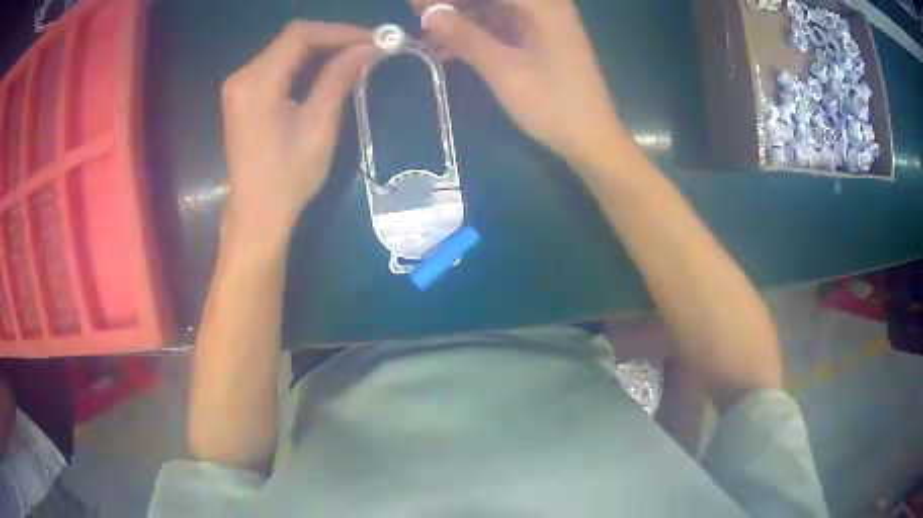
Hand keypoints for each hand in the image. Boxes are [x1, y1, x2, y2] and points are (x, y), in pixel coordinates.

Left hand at [220, 22, 378, 241]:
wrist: (257, 214)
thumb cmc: (287, 176)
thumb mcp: (318, 124)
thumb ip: (339, 77)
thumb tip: (370, 47)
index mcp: (256, 81)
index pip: (300, 35)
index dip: (339, 31)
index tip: (373, 40)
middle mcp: (242, 76)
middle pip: (292, 40)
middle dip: (332, 40)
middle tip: (369, 50)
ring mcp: (240, 86)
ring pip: (286, 51)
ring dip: (321, 51)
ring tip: (356, 59)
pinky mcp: (244, 97)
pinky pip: (278, 67)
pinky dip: (305, 65)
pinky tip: (328, 72)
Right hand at [413, 0, 627, 161]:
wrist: (592, 139)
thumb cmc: (554, 106)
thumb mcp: (505, 71)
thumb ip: (466, 38)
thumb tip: (430, 15)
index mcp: (543, 5)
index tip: (418, 5)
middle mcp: (546, 5)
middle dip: (454, 3)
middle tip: (420, 17)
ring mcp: (545, 21)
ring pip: (495, 7)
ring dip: (463, 17)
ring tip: (430, 34)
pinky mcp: (542, 37)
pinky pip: (503, 23)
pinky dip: (478, 31)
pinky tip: (452, 46)